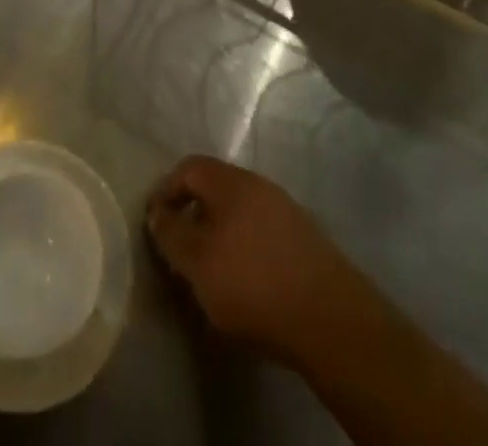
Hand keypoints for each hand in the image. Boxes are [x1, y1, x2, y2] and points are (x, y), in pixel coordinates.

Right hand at [145, 156, 376, 369]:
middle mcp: (259, 184)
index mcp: (231, 181)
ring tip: (213, 269)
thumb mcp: (197, 263)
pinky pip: (264, 232)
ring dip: (222, 232)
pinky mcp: (307, 240)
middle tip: (182, 248)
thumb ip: (171, 235)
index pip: (189, 168)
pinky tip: (248, 280)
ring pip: (241, 211)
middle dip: (195, 213)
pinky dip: (247, 247)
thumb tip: (157, 213)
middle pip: (216, 188)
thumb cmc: (253, 283)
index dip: (166, 190)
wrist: (331, 319)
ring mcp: (287, 210)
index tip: (156, 223)